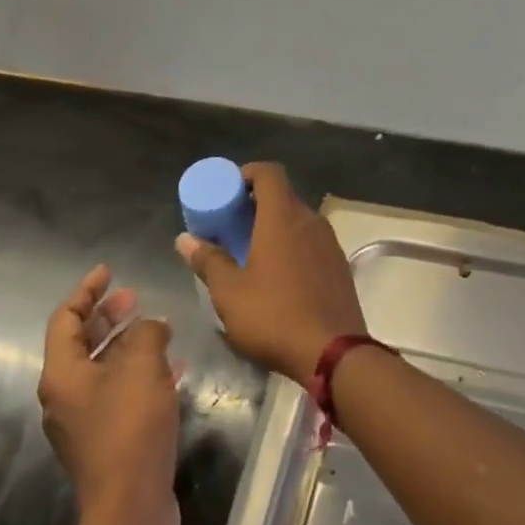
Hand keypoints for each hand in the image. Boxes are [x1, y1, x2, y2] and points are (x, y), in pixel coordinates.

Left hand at [36, 265, 180, 524]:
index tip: (110, 271)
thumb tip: (151, 325)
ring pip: (103, 369)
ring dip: (128, 344)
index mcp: (62, 375)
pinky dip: (140, 373)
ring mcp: (84, 422)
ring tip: (159, 327)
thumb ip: (147, 333)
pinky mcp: (106, 441)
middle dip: (109, 316)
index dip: (87, 291)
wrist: (131, 508)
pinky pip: (119, 392)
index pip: (66, 319)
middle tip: (136, 297)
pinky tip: (173, 367)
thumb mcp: (143, 366)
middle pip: (82, 343)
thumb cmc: (131, 427)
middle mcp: (64, 397)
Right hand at [175, 163, 366, 382]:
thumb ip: (208, 261)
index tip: (228, 191)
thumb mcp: (230, 293)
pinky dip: (293, 244)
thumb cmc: (274, 317)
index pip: (269, 172)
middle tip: (232, 225)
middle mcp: (310, 220)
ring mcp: (329, 241)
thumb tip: (185, 239)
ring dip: (276, 225)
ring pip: (299, 219)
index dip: (247, 173)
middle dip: (256, 203)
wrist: (333, 351)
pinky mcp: (339, 263)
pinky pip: (312, 240)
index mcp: (283, 217)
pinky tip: (279, 274)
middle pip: (283, 195)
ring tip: (252, 251)